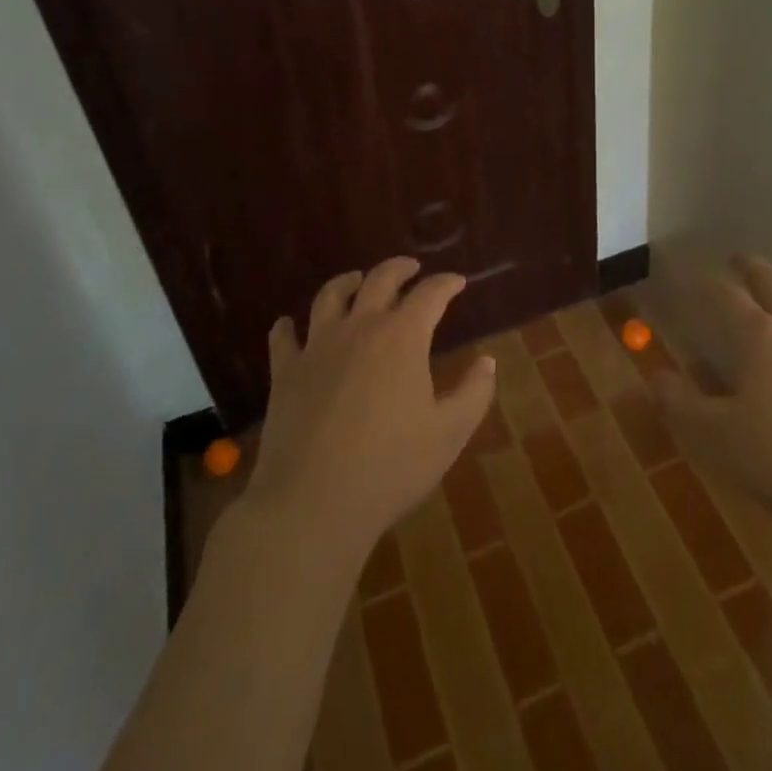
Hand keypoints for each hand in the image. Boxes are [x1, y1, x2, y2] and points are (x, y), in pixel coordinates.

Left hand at [244, 258, 495, 559]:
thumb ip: (474, 393)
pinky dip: (288, 326)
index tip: (457, 282)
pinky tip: (289, 325)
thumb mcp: (448, 434)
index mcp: (402, 337)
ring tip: (357, 280)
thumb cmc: (390, 468)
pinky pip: (284, 337)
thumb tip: (488, 362)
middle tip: (411, 268)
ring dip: (347, 282)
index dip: (446, 283)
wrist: (312, 503)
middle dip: (400, 268)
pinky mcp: (285, 372)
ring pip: (330, 296)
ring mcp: (317, 346)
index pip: (430, 293)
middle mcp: (360, 328)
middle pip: (380, 280)